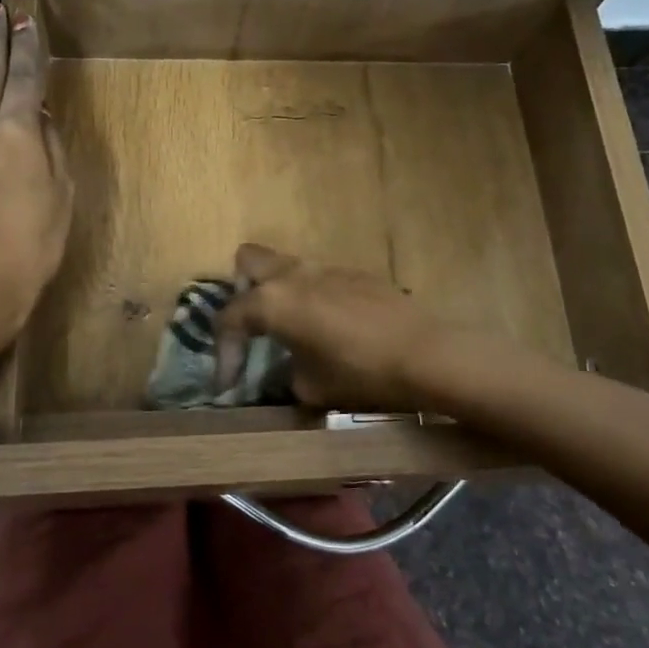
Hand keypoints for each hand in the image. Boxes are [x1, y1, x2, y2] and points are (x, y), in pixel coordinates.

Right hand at [212, 244, 443, 410]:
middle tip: (254, 327)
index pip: (229, 319)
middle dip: (242, 291)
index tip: (228, 384)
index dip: (223, 354)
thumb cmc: (359, 372)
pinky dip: (312, 298)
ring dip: (279, 292)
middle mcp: (293, 275)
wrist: (425, 353)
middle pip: (248, 261)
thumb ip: (285, 373)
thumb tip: (287, 369)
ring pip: (286, 266)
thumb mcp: (310, 386)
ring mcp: (326, 268)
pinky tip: (331, 328)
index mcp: (272, 301)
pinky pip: (319, 278)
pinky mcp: (355, 273)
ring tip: (291, 329)